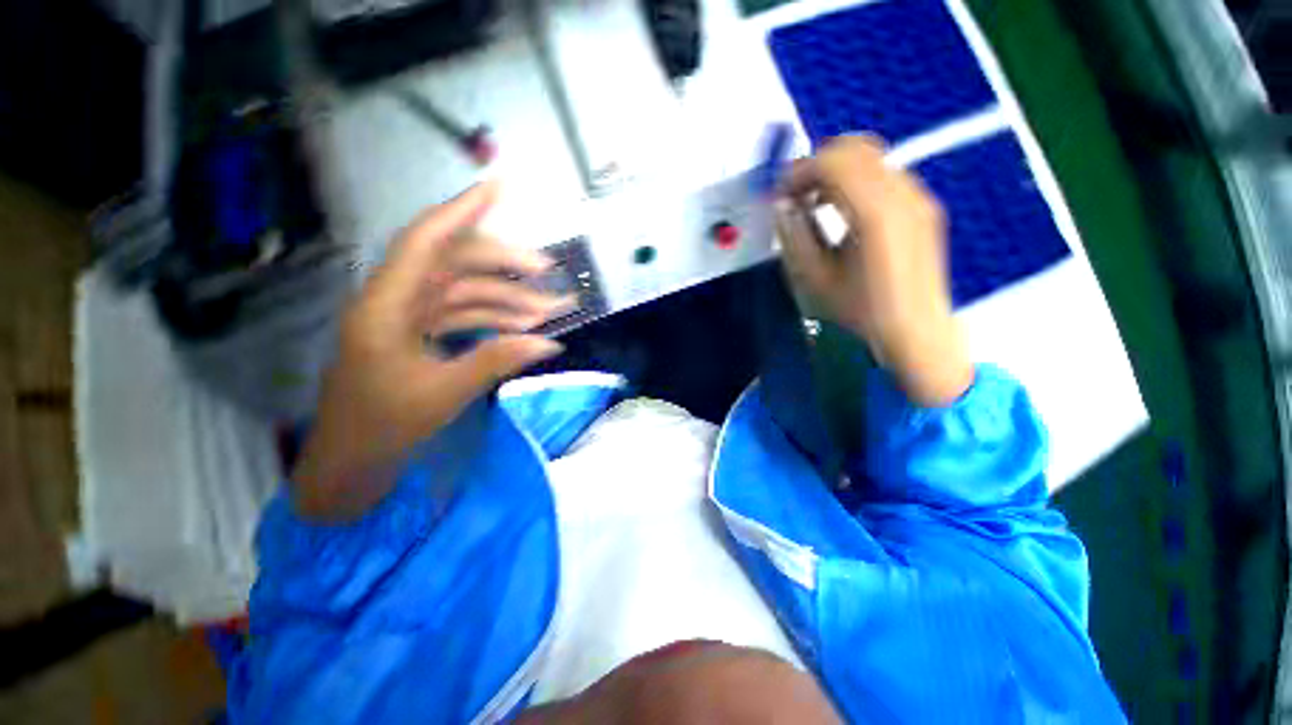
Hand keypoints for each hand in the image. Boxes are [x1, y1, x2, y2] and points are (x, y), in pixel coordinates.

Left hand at [292, 181, 570, 519]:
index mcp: (386, 307)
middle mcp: (395, 301)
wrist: (351, 460)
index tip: (498, 189)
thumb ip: (497, 361)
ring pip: (463, 291)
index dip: (461, 211)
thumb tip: (550, 343)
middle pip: (453, 264)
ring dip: (506, 297)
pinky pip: (461, 313)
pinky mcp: (419, 334)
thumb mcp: (444, 393)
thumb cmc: (384, 426)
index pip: (425, 242)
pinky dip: (493, 317)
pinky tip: (523, 325)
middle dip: (503, 264)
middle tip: (547, 273)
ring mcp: (408, 317)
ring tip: (548, 309)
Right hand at [776, 135, 972, 406]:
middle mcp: (902, 193)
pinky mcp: (923, 206)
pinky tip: (843, 211)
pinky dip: (856, 181)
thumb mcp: (814, 278)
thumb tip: (783, 207)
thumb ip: (795, 235)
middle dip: (817, 164)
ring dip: (836, 172)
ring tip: (815, 203)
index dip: (798, 172)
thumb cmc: (860, 310)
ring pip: (871, 157)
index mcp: (873, 212)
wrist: (915, 331)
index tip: (779, 194)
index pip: (832, 162)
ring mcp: (918, 197)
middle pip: (855, 148)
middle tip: (794, 194)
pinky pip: (885, 175)